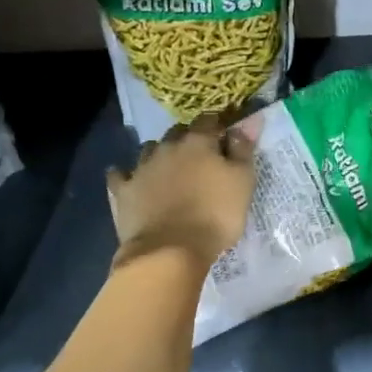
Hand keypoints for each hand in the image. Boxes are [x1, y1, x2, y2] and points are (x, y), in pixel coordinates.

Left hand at [106, 113, 255, 270]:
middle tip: (200, 158)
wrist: (170, 251)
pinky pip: (121, 175)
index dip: (217, 126)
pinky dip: (126, 175)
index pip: (208, 120)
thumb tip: (250, 120)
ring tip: (169, 170)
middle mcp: (167, 147)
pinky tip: (130, 180)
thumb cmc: (215, 215)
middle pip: (177, 132)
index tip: (224, 137)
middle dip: (188, 139)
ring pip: (150, 150)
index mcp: (198, 142)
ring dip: (160, 154)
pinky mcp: (123, 191)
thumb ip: (244, 149)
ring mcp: (141, 168)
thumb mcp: (243, 182)